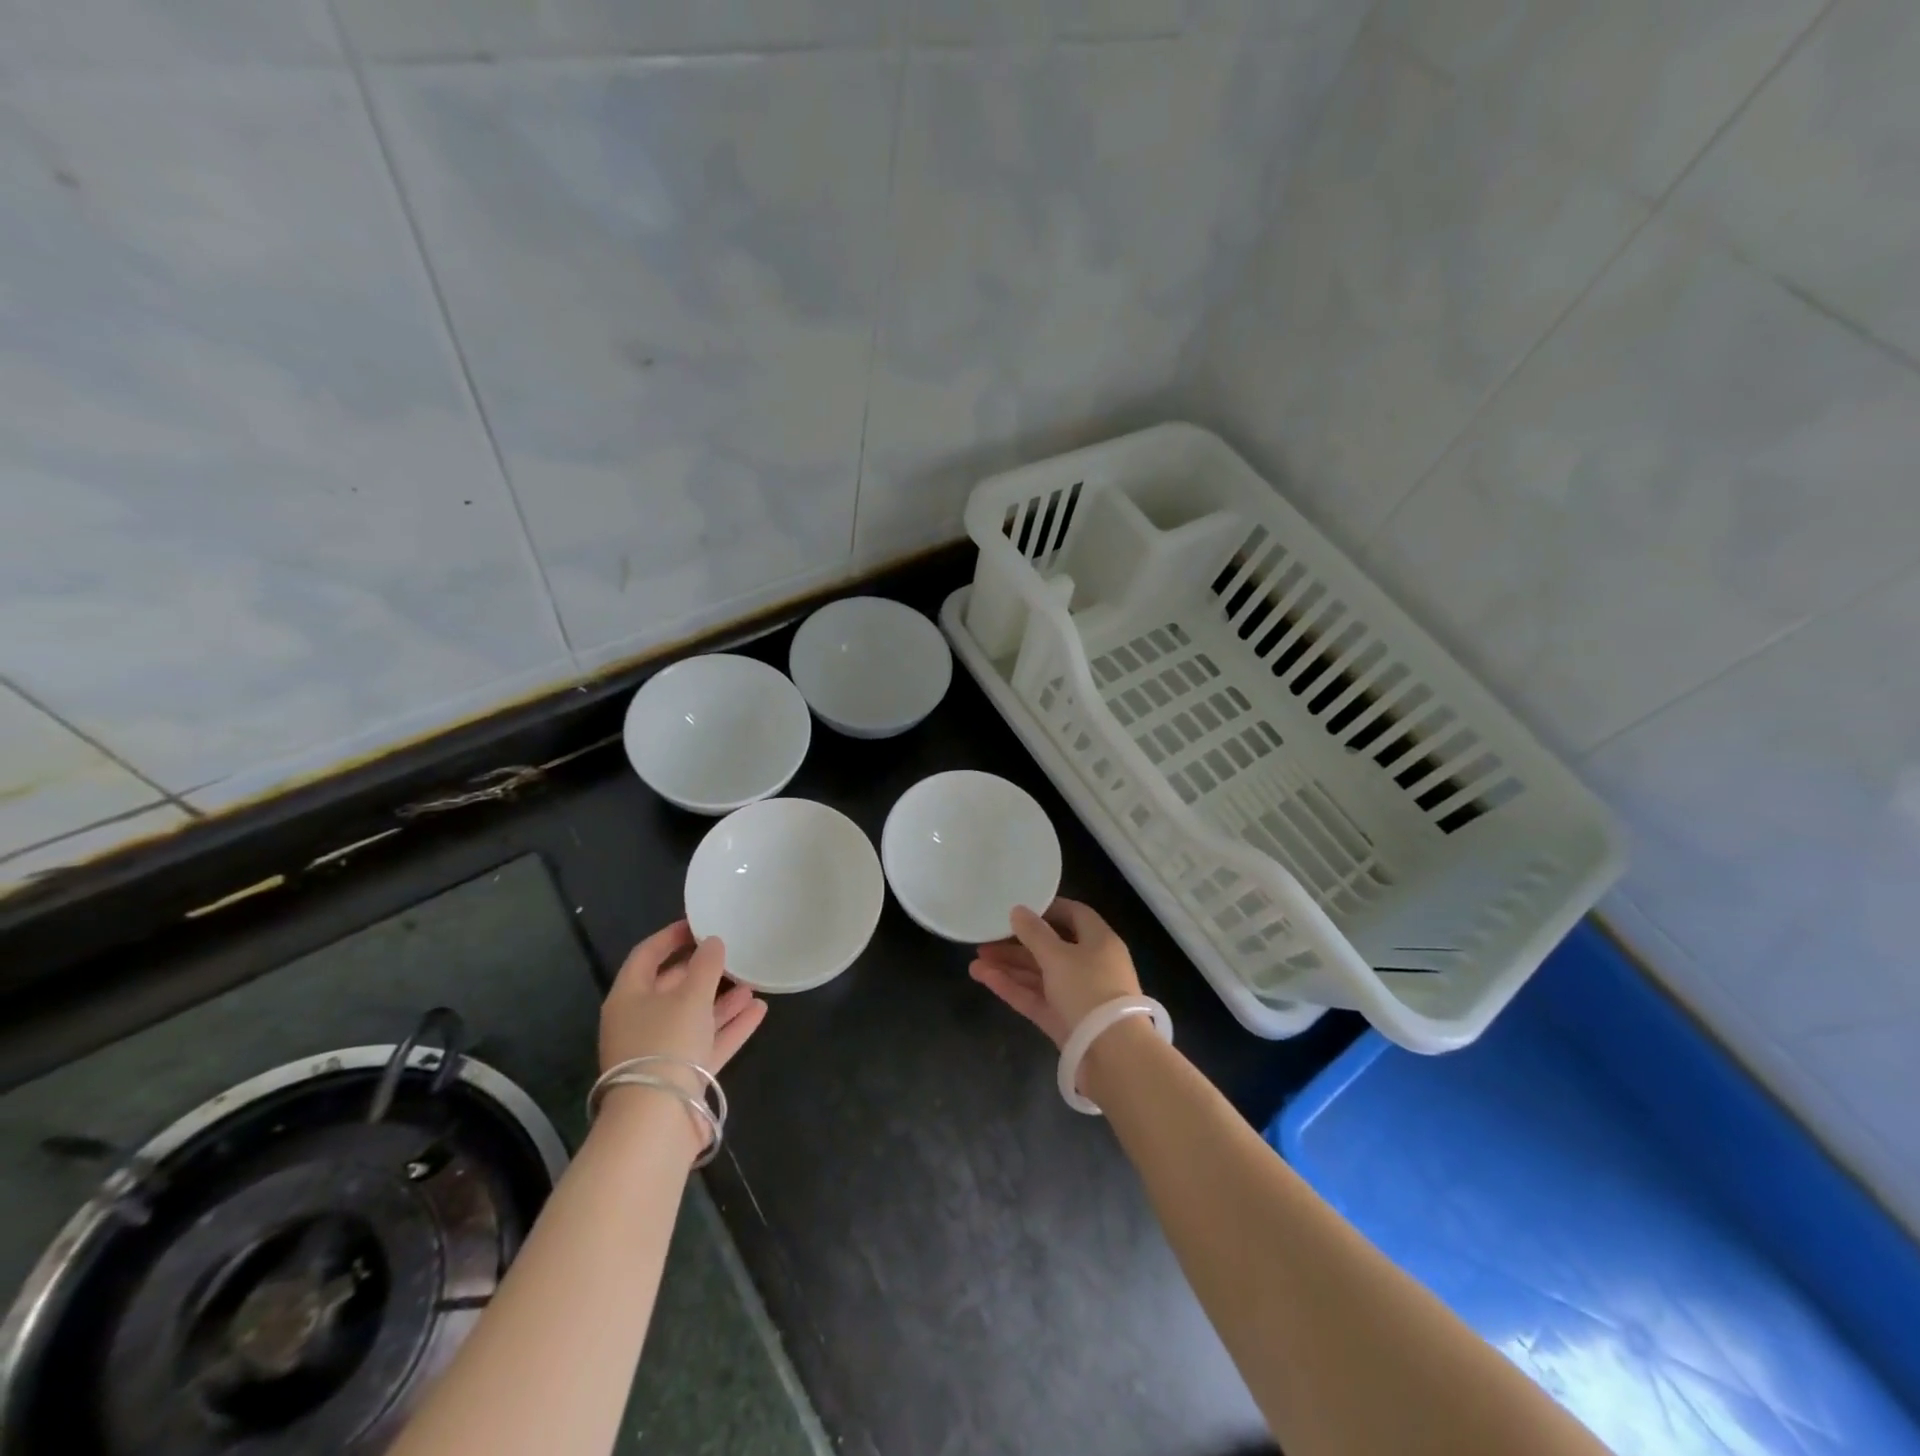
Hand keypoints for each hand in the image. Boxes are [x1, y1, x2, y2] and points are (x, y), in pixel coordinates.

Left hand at [599, 920, 766, 1076]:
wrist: (658, 1121)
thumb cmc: (667, 1043)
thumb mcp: (690, 996)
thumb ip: (706, 965)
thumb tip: (713, 942)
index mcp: (628, 998)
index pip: (646, 955)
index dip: (670, 937)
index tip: (698, 923)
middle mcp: (640, 1022)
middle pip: (672, 987)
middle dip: (702, 971)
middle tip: (731, 953)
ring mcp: (661, 1051)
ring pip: (693, 1016)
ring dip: (721, 1000)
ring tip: (752, 981)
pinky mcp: (682, 1076)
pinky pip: (708, 1042)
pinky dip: (730, 1027)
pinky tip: (758, 1010)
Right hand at [969, 897, 1141, 1048]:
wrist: (1113, 1055)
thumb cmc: (1089, 990)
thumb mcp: (1058, 956)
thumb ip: (1034, 933)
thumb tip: (1018, 910)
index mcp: (1099, 941)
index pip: (1074, 914)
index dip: (1047, 909)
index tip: (1018, 908)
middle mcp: (1090, 965)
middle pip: (1050, 947)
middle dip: (1017, 943)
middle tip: (986, 939)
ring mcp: (1076, 995)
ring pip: (1039, 974)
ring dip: (1009, 967)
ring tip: (975, 961)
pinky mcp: (1064, 1020)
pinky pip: (1036, 997)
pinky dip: (1012, 987)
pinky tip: (984, 978)